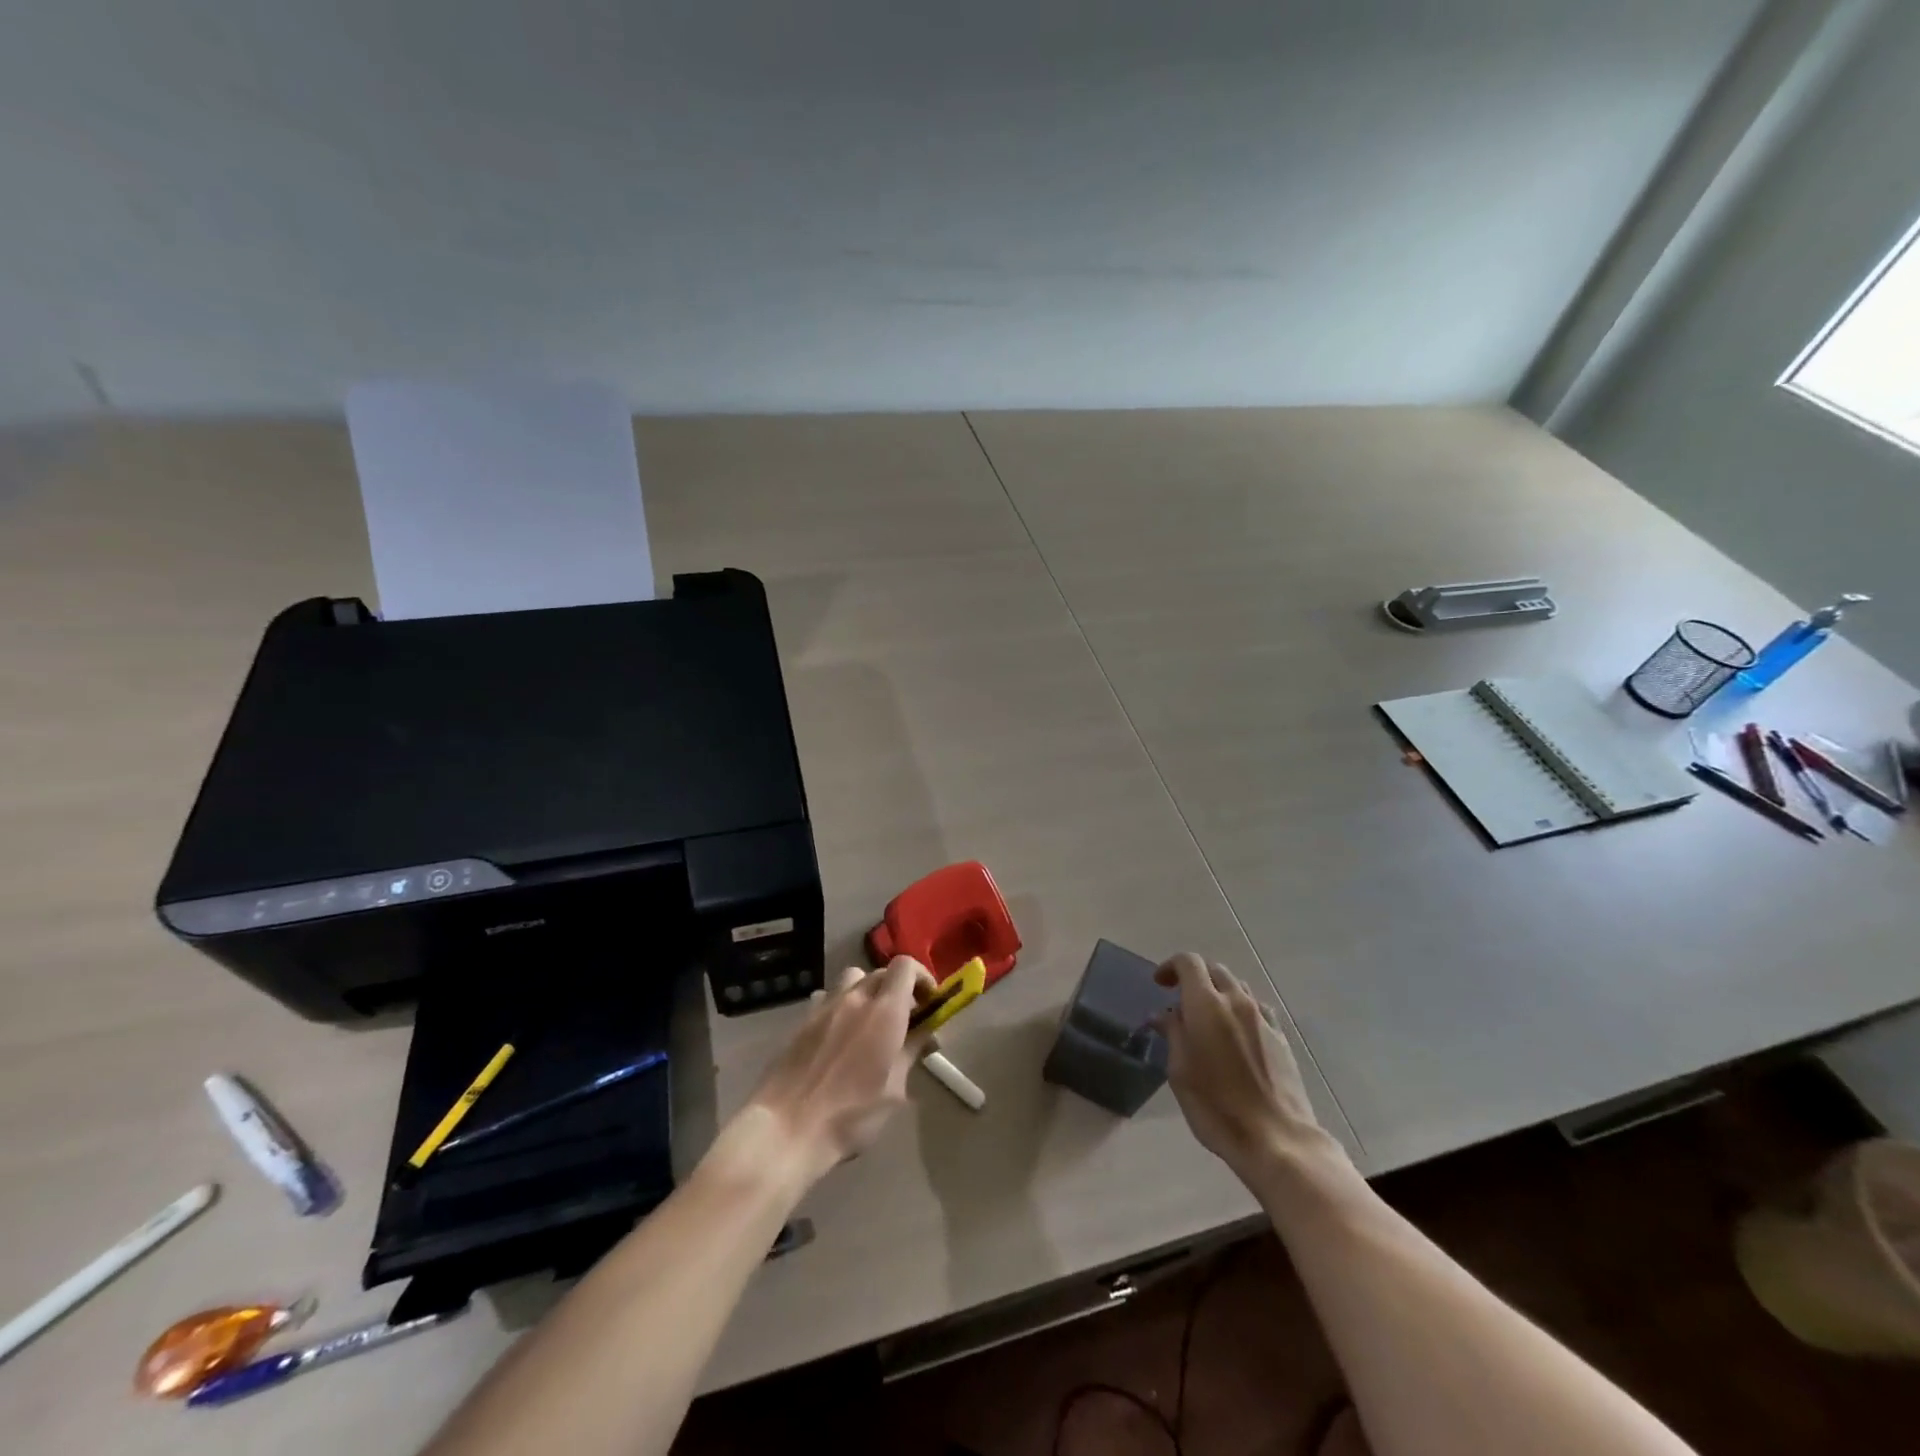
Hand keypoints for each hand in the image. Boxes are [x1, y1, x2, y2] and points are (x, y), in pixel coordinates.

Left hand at [735, 957, 935, 1185]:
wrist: (786, 1128)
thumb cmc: (850, 1116)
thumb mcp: (894, 1090)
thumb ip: (910, 1052)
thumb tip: (926, 1033)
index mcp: (885, 1012)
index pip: (906, 966)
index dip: (922, 977)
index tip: (929, 1002)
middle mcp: (855, 998)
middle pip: (882, 972)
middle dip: (899, 988)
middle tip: (905, 1020)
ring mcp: (825, 1006)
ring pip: (853, 978)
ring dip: (868, 991)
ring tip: (870, 1021)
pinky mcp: (803, 1020)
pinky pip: (827, 997)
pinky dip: (841, 1004)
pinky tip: (839, 1033)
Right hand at [1155, 953, 1347, 1183]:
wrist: (1277, 1139)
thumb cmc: (1216, 1106)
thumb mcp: (1180, 1071)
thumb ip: (1173, 1034)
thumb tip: (1163, 1015)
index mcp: (1206, 1005)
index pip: (1189, 963)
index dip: (1171, 966)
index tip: (1160, 984)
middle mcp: (1237, 1002)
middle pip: (1215, 970)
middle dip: (1194, 978)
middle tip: (1179, 1001)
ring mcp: (1263, 1018)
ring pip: (1238, 986)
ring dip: (1218, 992)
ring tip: (1207, 1018)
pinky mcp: (1281, 1038)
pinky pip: (1257, 1008)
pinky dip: (1240, 1009)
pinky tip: (1236, 1034)